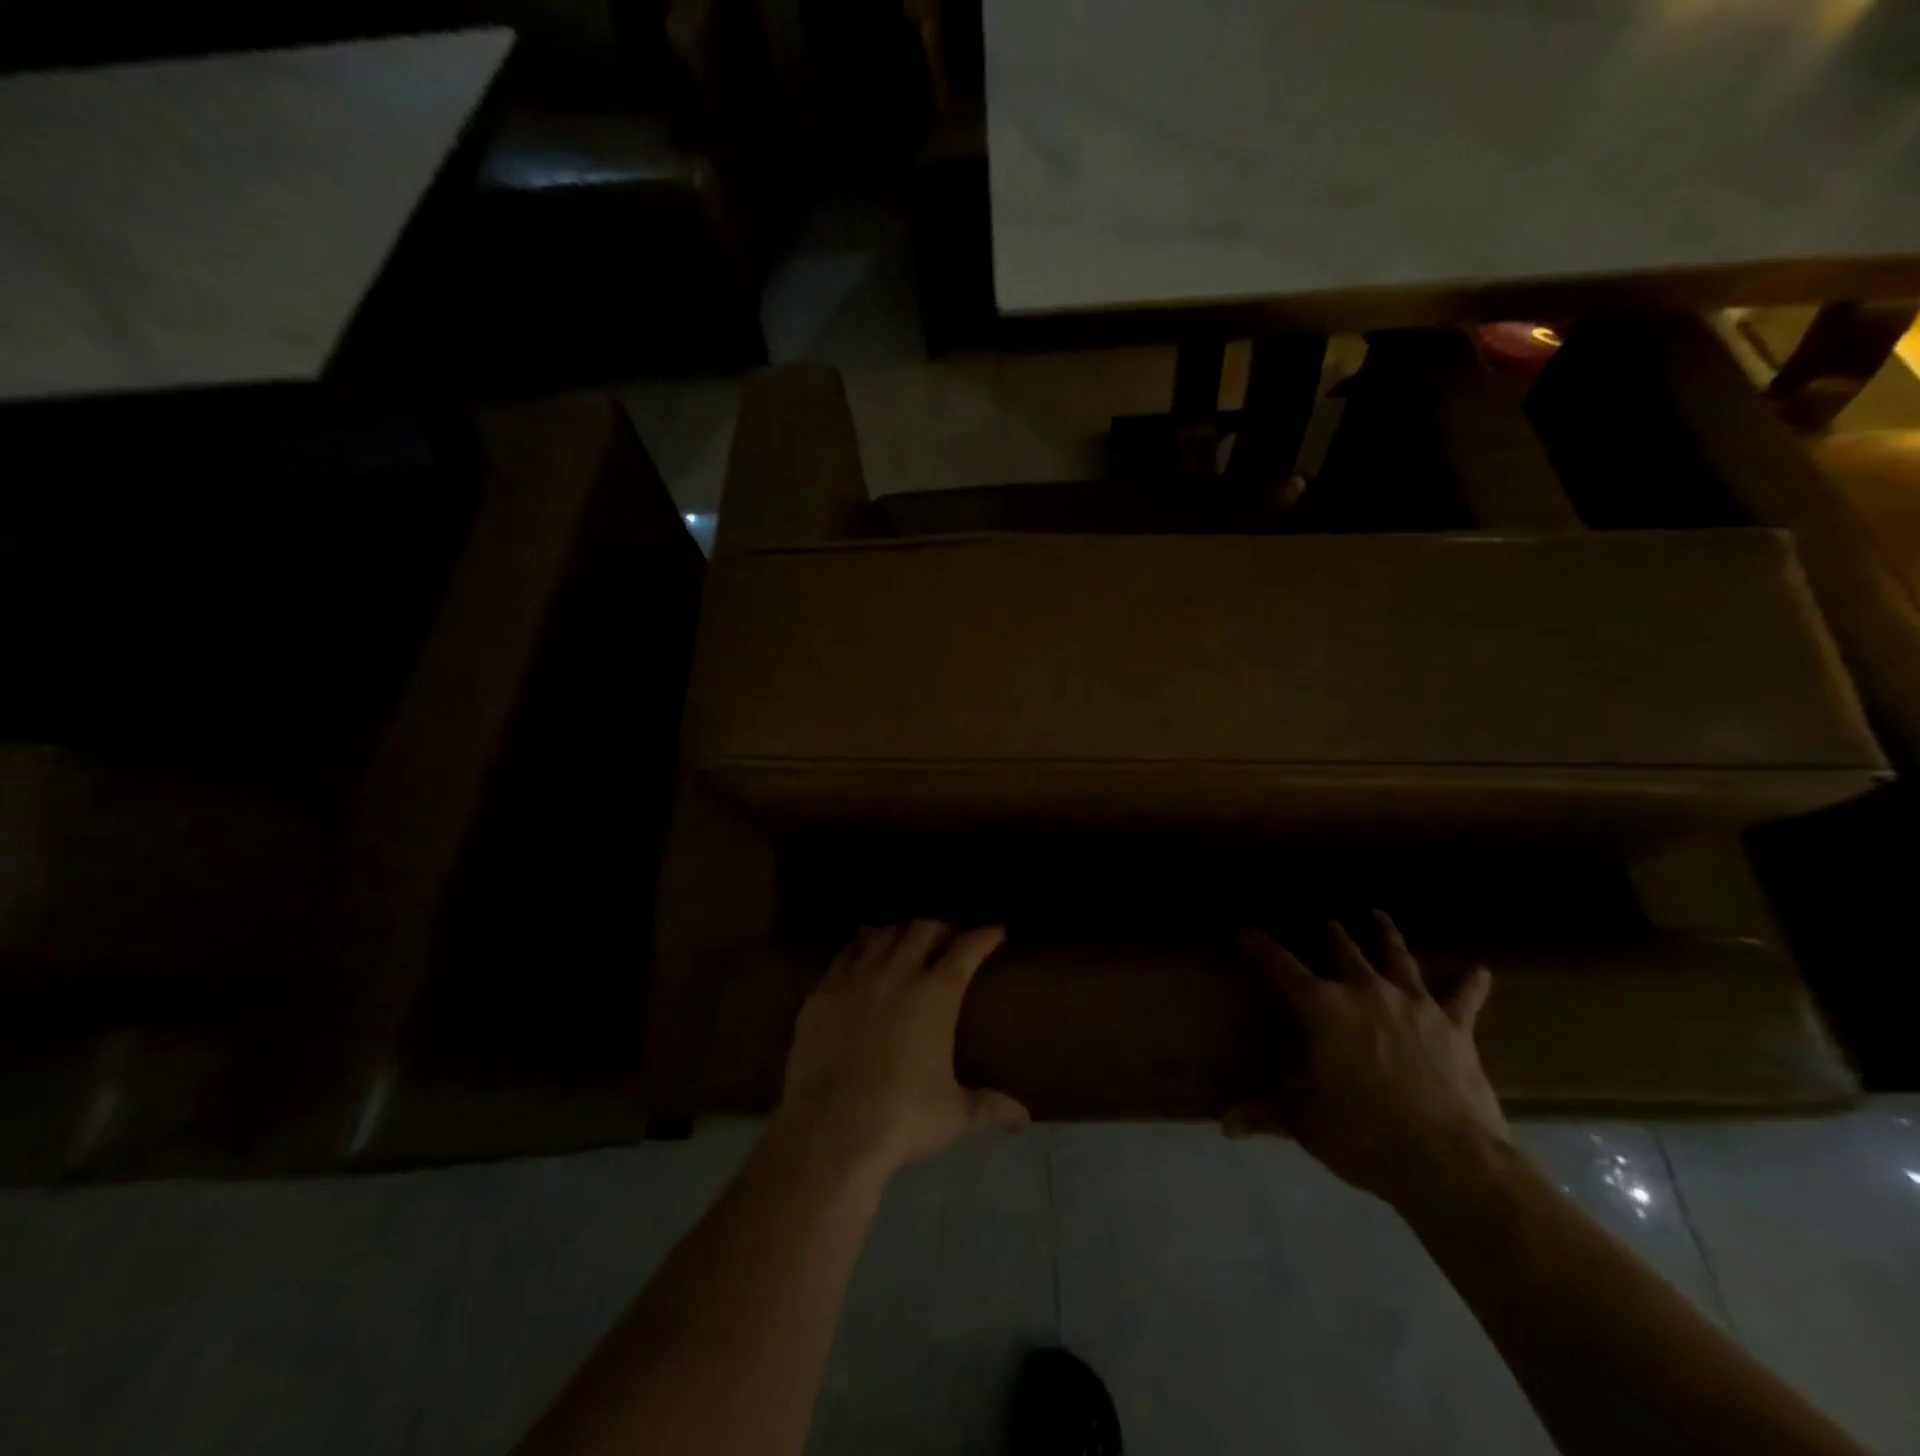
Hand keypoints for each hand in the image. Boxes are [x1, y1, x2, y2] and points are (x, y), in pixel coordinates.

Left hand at [776, 920, 1028, 1178]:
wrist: (830, 1129)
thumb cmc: (902, 1117)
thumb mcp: (953, 1114)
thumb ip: (989, 1106)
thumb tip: (1024, 1118)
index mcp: (936, 994)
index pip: (966, 949)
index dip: (984, 936)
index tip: (995, 930)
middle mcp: (898, 974)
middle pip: (922, 929)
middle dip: (940, 928)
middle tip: (948, 938)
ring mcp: (856, 979)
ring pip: (881, 934)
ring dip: (899, 932)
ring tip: (905, 941)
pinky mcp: (823, 992)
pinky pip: (845, 954)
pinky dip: (860, 946)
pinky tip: (862, 953)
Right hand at [1234, 911, 1507, 1209]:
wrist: (1447, 1159)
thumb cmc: (1363, 1134)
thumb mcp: (1305, 1123)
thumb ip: (1267, 1113)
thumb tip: (1225, 1124)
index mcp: (1323, 1008)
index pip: (1283, 967)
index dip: (1262, 947)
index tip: (1247, 929)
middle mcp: (1366, 993)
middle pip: (1344, 952)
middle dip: (1332, 935)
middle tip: (1327, 920)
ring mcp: (1414, 1005)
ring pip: (1397, 958)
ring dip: (1386, 935)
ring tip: (1378, 915)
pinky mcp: (1455, 1027)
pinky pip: (1463, 998)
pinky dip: (1471, 984)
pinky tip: (1481, 971)